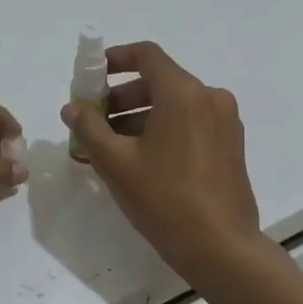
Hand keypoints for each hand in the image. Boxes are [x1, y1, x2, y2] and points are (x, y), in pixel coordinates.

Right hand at [60, 42, 263, 282]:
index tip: (90, 77)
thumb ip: (89, 128)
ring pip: (174, 104)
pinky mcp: (230, 144)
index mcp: (183, 93)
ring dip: (139, 115)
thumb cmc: (164, 198)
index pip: (146, 55)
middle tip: (93, 119)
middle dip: (121, 95)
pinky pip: (189, 122)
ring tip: (110, 145)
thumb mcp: (116, 162)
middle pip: (158, 81)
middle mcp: (209, 98)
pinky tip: (140, 158)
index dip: (114, 59)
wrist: (220, 247)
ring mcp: (224, 122)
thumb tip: (72, 108)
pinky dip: (162, 128)